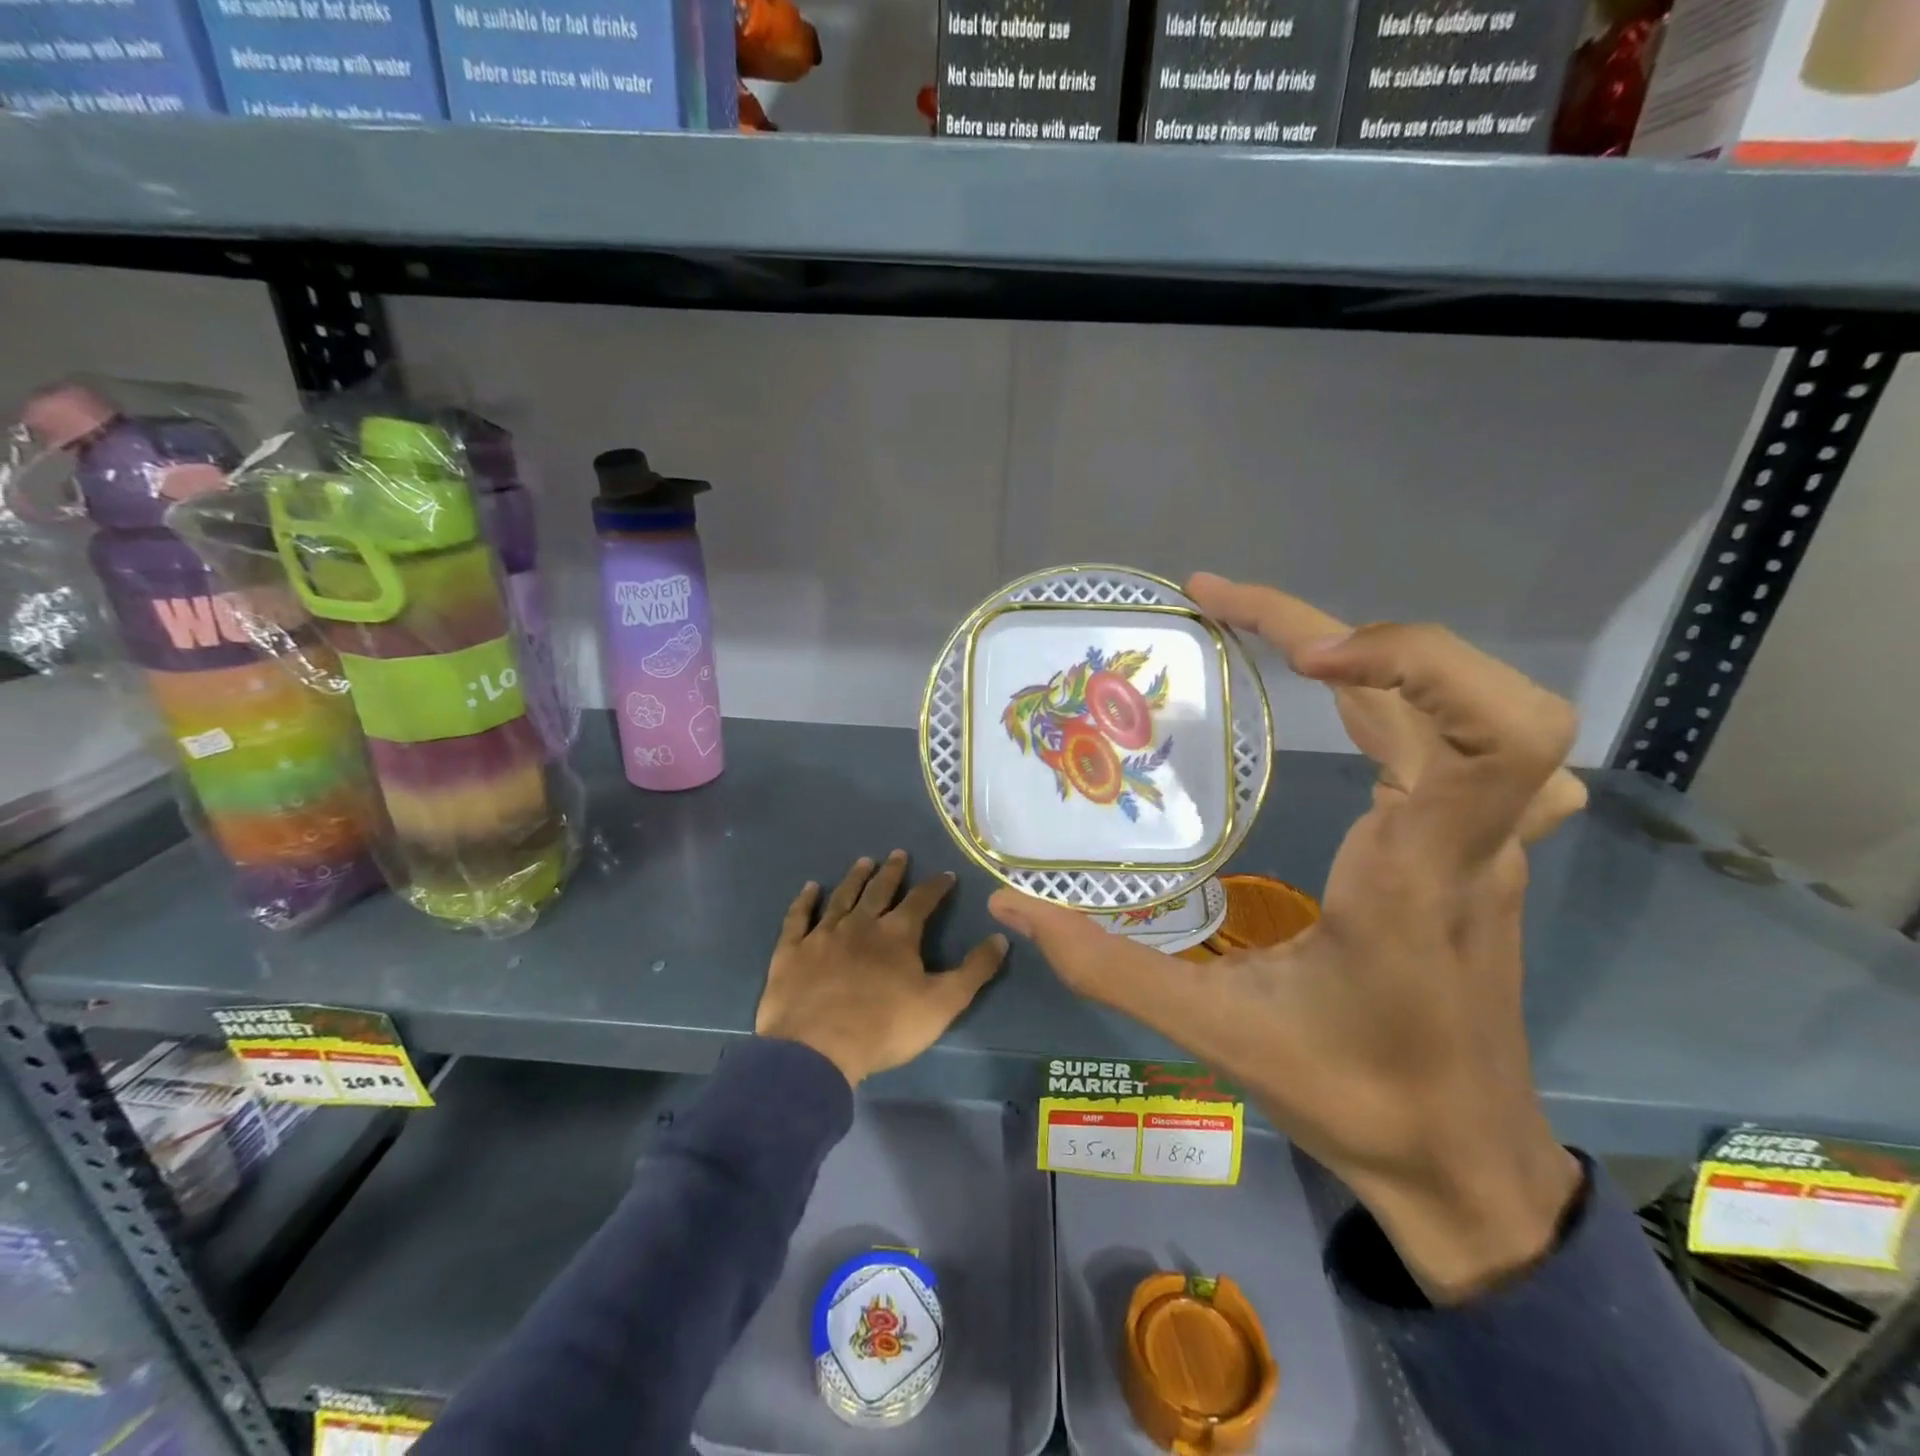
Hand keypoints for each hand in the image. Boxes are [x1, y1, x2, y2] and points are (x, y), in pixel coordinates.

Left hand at [756, 851, 1008, 1086]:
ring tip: (864, 861)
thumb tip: (1000, 938)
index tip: (946, 874)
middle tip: (898, 853)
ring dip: (855, 878)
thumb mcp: (943, 1003)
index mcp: (897, 934)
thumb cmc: (885, 1027)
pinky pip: (799, 918)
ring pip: (842, 897)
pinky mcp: (792, 951)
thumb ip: (974, 971)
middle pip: (879, 890)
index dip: (936, 886)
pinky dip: (805, 901)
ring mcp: (823, 935)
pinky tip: (810, 888)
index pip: (922, 900)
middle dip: (892, 872)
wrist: (817, 1048)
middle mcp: (860, 924)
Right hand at [991, 574, 1586, 1302]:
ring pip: (1478, 706)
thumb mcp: (1215, 1034)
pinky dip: (1418, 693)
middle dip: (1349, 627)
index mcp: (1420, 872)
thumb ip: (1106, 966)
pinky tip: (1365, 705)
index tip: (1298, 655)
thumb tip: (1013, 902)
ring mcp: (1487, 841)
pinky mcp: (1480, 849)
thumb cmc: (1355, 1097)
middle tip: (1227, 607)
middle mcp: (1469, 839)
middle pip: (1472, 690)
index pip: (1488, 730)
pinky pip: (1474, 741)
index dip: (1405, 658)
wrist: (1465, 1164)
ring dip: (1384, 653)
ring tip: (1281, 642)